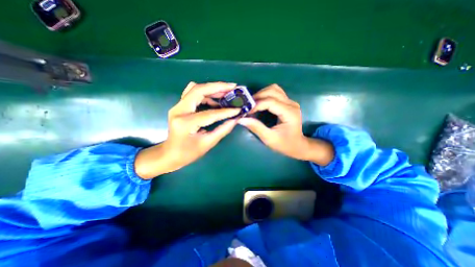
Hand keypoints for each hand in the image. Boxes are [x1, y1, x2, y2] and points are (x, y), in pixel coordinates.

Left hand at [134, 80, 240, 177]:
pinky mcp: (180, 106)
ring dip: (212, 88)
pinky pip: (193, 93)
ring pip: (195, 89)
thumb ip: (222, 130)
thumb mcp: (207, 144)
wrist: (169, 154)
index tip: (238, 109)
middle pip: (198, 90)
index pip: (210, 113)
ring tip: (226, 92)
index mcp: (186, 123)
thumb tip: (235, 120)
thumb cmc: (188, 153)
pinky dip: (206, 93)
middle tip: (232, 87)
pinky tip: (215, 99)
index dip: (226, 111)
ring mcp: (177, 106)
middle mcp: (179, 110)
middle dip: (217, 87)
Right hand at [238, 84, 333, 164]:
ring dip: (262, 94)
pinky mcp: (288, 102)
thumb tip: (241, 119)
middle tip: (248, 106)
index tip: (246, 111)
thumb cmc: (284, 144)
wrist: (297, 145)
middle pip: (272, 91)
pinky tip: (260, 103)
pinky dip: (266, 95)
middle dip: (258, 97)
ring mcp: (291, 102)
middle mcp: (291, 104)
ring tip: (253, 103)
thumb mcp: (269, 138)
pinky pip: (276, 93)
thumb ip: (256, 127)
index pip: (270, 102)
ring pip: (274, 89)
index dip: (256, 105)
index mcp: (289, 113)